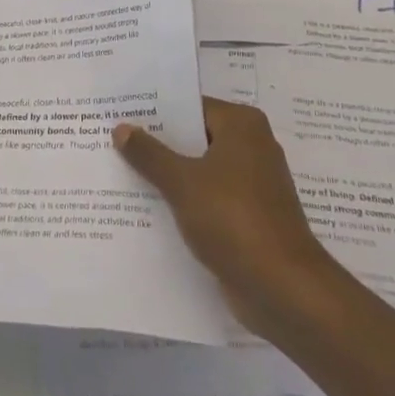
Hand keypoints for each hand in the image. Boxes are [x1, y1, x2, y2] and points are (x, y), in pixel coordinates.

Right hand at [114, 97, 333, 334]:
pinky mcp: (249, 216)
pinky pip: (208, 198)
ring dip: (168, 175)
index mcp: (242, 126)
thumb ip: (149, 154)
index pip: (190, 107)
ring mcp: (252, 184)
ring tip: (121, 173)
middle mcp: (252, 147)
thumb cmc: (233, 220)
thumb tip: (121, 128)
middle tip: (112, 142)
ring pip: (199, 170)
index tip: (120, 114)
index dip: (155, 112)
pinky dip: (184, 201)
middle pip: (194, 138)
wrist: (283, 289)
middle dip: (157, 144)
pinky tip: (148, 208)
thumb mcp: (182, 183)